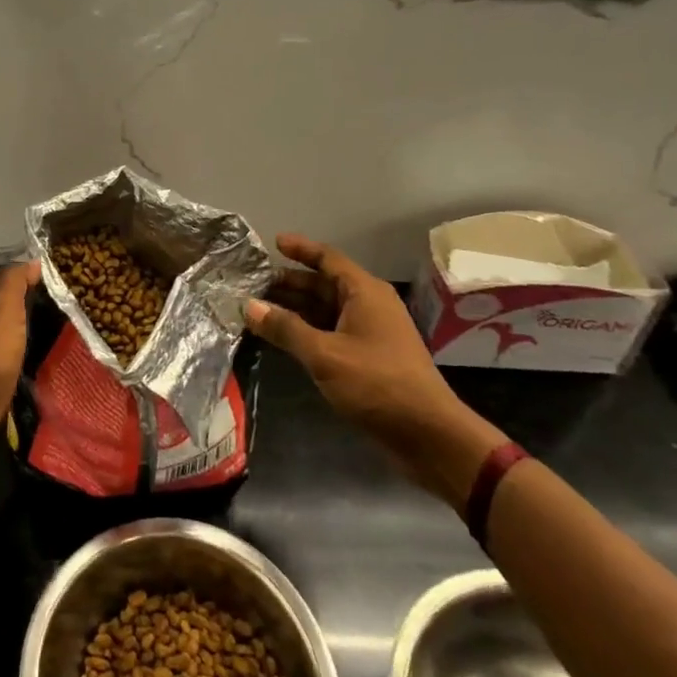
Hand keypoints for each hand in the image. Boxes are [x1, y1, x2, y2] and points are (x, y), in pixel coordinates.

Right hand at [243, 234, 504, 507]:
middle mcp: (369, 305)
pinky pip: (332, 331)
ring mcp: (370, 331)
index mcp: (364, 292)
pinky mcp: (369, 356)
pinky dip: (307, 329)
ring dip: (296, 308)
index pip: (328, 258)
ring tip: (259, 308)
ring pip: (326, 309)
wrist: (428, 434)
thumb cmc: (376, 383)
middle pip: (324, 284)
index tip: (272, 242)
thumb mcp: (324, 355)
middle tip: (253, 282)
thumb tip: (248, 305)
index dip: (300, 249)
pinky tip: (283, 337)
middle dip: (290, 282)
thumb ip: (286, 328)